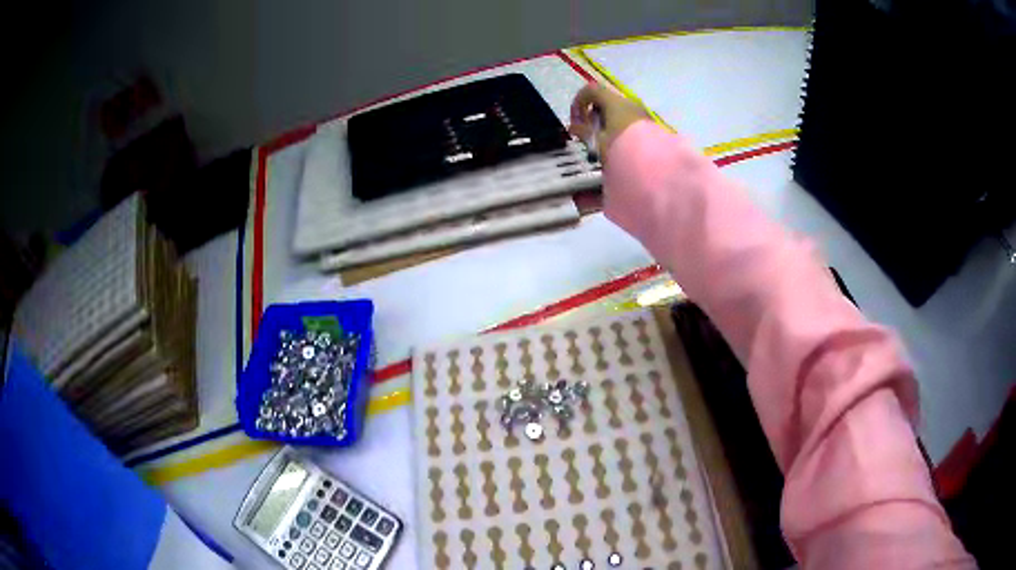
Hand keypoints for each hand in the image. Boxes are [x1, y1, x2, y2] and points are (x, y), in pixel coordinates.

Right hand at [569, 84, 649, 160]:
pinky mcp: (648, 124)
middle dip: (593, 115)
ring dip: (606, 122)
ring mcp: (640, 112)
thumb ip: (583, 132)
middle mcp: (628, 102)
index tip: (577, 120)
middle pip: (604, 101)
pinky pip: (628, 119)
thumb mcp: (597, 142)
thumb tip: (573, 127)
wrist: (653, 163)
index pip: (591, 90)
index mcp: (614, 102)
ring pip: (616, 111)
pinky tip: (618, 145)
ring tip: (603, 143)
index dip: (579, 102)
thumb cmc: (621, 148)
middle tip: (589, 134)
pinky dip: (618, 127)